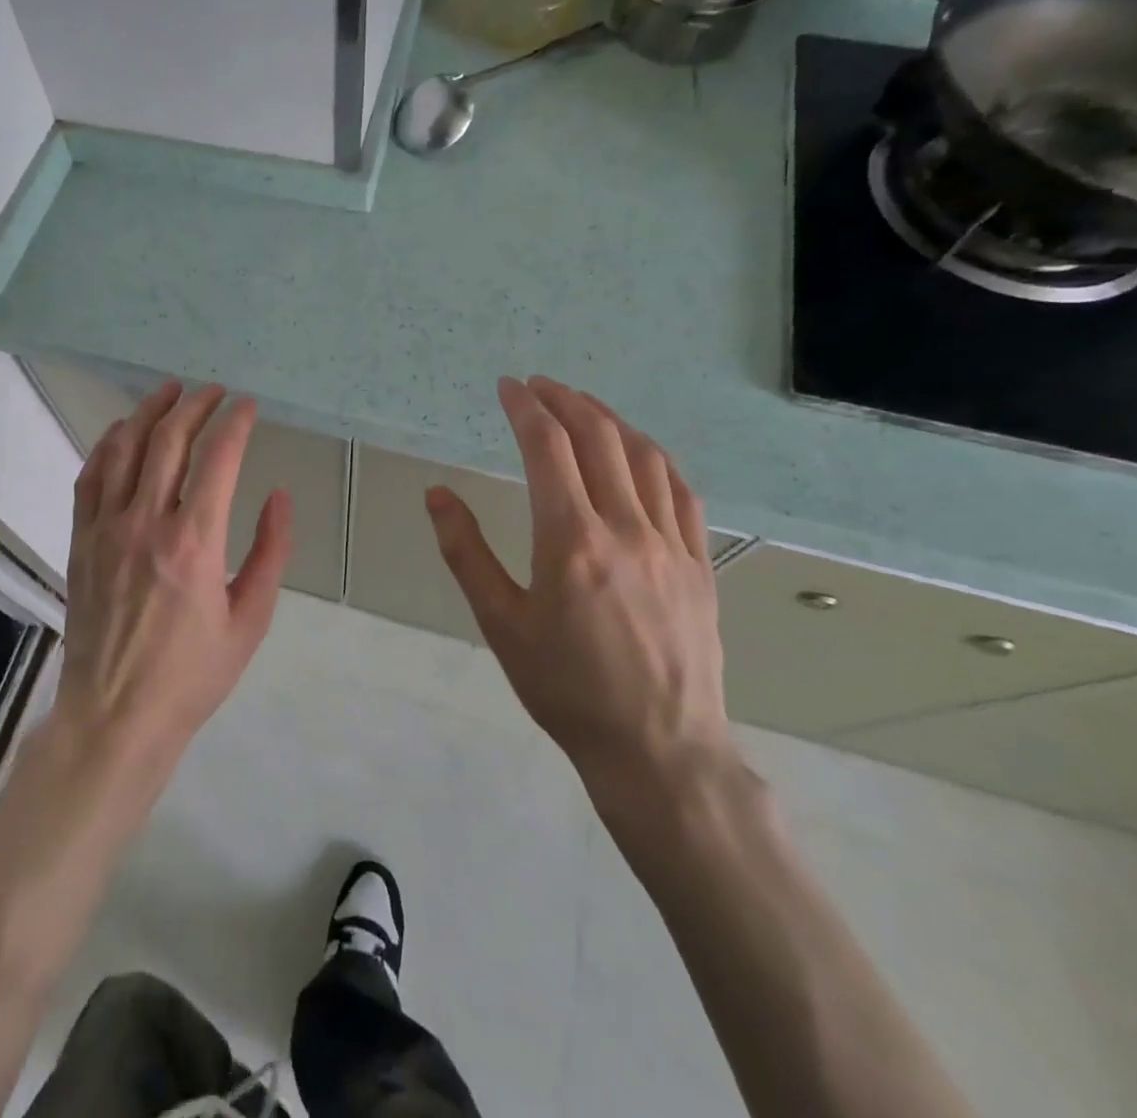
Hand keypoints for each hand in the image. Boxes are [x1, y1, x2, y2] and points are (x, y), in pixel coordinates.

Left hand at [56, 381, 293, 780]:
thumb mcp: (250, 620)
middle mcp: (146, 522)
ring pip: (125, 448)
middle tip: (214, 391)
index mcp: (195, 542)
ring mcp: (106, 528)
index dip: (236, 423)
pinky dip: (107, 445)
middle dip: (195, 405)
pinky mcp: (82, 540)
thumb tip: (279, 496)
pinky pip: (90, 477)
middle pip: (169, 440)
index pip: (218, 458)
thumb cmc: (192, 675)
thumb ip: (271, 552)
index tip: (248, 406)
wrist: (116, 715)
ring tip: (169, 390)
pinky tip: (122, 432)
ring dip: (148, 412)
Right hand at [424, 376, 735, 812]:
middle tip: (538, 385)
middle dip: (565, 400)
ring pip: (643, 456)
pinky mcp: (699, 563)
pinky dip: (653, 457)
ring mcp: (671, 543)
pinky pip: (680, 491)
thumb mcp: (501, 624)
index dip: (525, 408)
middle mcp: (625, 528)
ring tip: (581, 405)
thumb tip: (437, 494)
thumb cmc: (566, 689)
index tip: (507, 387)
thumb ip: (465, 553)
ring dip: (609, 419)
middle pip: (598, 438)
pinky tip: (639, 452)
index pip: (548, 448)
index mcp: (571, 541)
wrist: (658, 749)